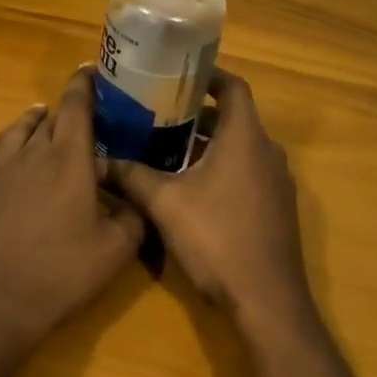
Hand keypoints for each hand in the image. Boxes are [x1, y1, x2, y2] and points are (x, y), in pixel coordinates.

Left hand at [0, 67, 142, 349]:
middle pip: (50, 121)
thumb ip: (132, 218)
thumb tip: (138, 198)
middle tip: (77, 112)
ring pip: (16, 131)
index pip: (77, 109)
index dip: (83, 86)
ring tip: (39, 111)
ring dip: (30, 119)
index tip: (89, 70)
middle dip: (64, 111)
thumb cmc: (61, 273)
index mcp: (70, 161)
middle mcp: (34, 154)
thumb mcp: (115, 251)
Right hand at [109, 70, 312, 334]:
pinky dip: (222, 167)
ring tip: (167, 147)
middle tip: (159, 112)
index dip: (208, 76)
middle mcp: (267, 152)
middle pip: (234, 118)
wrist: (268, 301)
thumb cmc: (217, 238)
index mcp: (245, 138)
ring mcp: (276, 183)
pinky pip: (248, 172)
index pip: (233, 88)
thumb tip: (99, 159)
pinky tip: (190, 187)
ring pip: (240, 147)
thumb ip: (132, 176)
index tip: (178, 74)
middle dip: (197, 113)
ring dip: (208, 143)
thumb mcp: (164, 204)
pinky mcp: (276, 209)